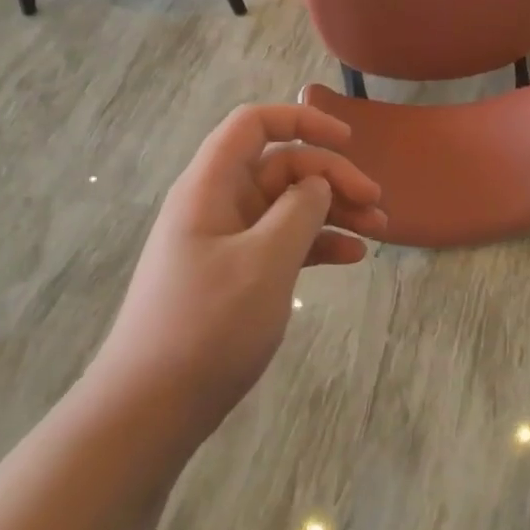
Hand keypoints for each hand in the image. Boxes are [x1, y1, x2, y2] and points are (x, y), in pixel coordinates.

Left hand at [91, 105, 384, 434]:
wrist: (149, 411)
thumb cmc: (206, 326)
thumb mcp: (265, 262)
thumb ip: (299, 210)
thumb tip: (317, 183)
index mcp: (211, 186)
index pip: (255, 124)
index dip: (302, 119)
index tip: (348, 141)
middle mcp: (218, 204)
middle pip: (283, 165)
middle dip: (333, 177)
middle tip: (376, 203)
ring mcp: (227, 240)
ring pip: (289, 205)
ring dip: (334, 211)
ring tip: (379, 230)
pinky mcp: (236, 273)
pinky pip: (284, 241)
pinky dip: (319, 243)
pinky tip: (353, 258)